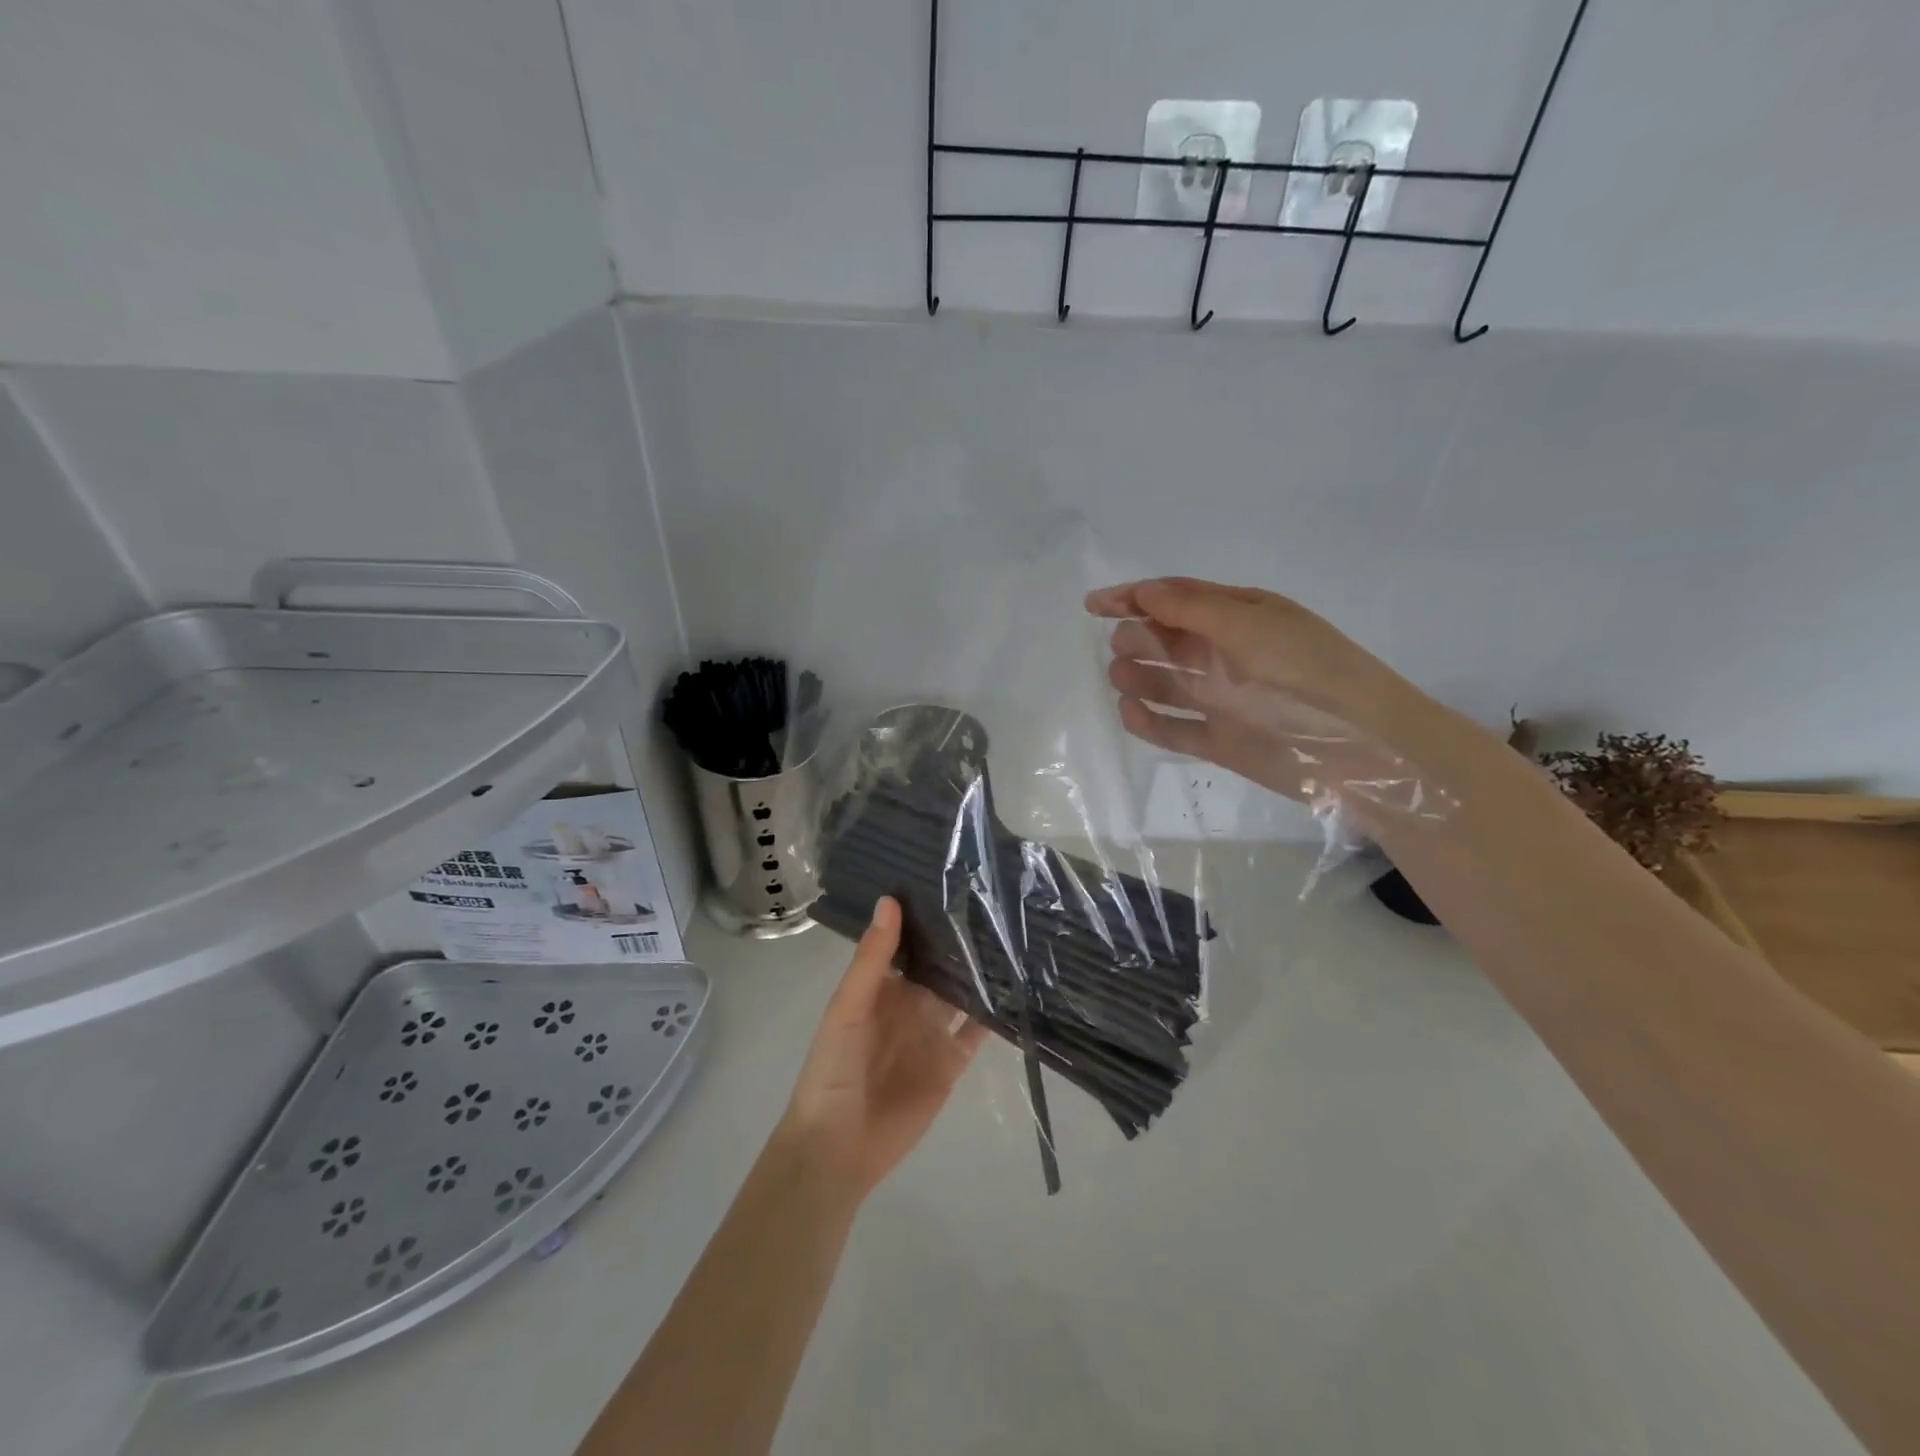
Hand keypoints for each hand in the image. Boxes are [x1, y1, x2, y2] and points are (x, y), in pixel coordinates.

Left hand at [777, 897, 987, 1198]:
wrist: (839, 1147)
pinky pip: (977, 1033)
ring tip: (1014, 935)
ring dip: (981, 973)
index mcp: (881, 987)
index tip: (955, 881)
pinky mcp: (952, 1063)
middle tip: (997, 902)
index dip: (926, 917)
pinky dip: (994, 1014)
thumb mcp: (848, 1007)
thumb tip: (890, 900)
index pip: (908, 943)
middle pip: (939, 966)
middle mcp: (910, 1003)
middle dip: (961, 941)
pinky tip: (1019, 989)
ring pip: (962, 994)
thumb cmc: (833, 1069)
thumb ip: (872, 958)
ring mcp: (932, 1032)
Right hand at [1086, 577, 1446, 815]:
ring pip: (1167, 684)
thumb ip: (1192, 609)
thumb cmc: (1306, 672)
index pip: (1178, 598)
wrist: (1360, 746)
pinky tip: (1130, 712)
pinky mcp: (1221, 741)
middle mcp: (1228, 654)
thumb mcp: (1250, 626)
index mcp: (1241, 616)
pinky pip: (1175, 728)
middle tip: (1122, 644)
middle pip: (1168, 639)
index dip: (1135, 597)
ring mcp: (1223, 700)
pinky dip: (1150, 721)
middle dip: (1138, 637)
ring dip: (1139, 676)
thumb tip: (1142, 591)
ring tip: (1122, 677)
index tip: (1093, 604)